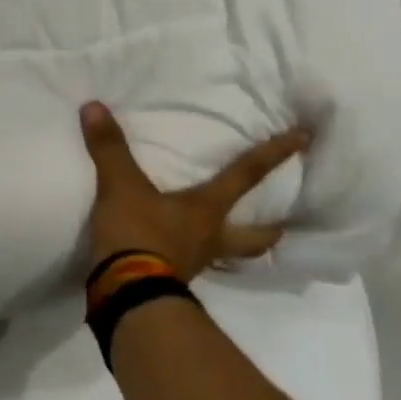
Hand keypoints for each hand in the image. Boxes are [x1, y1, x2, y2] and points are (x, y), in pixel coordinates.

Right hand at [80, 101, 312, 279]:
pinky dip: (190, 260)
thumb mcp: (120, 187)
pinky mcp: (170, 282)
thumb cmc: (137, 235)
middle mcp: (209, 238)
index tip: (305, 137)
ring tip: (232, 245)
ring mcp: (193, 264)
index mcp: (206, 210)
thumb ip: (110, 148)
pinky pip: (189, 267)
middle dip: (270, 230)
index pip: (246, 175)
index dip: (274, 154)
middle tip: (284, 226)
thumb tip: (94, 106)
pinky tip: (180, 256)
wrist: (125, 292)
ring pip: (226, 257)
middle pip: (254, 237)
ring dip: (235, 250)